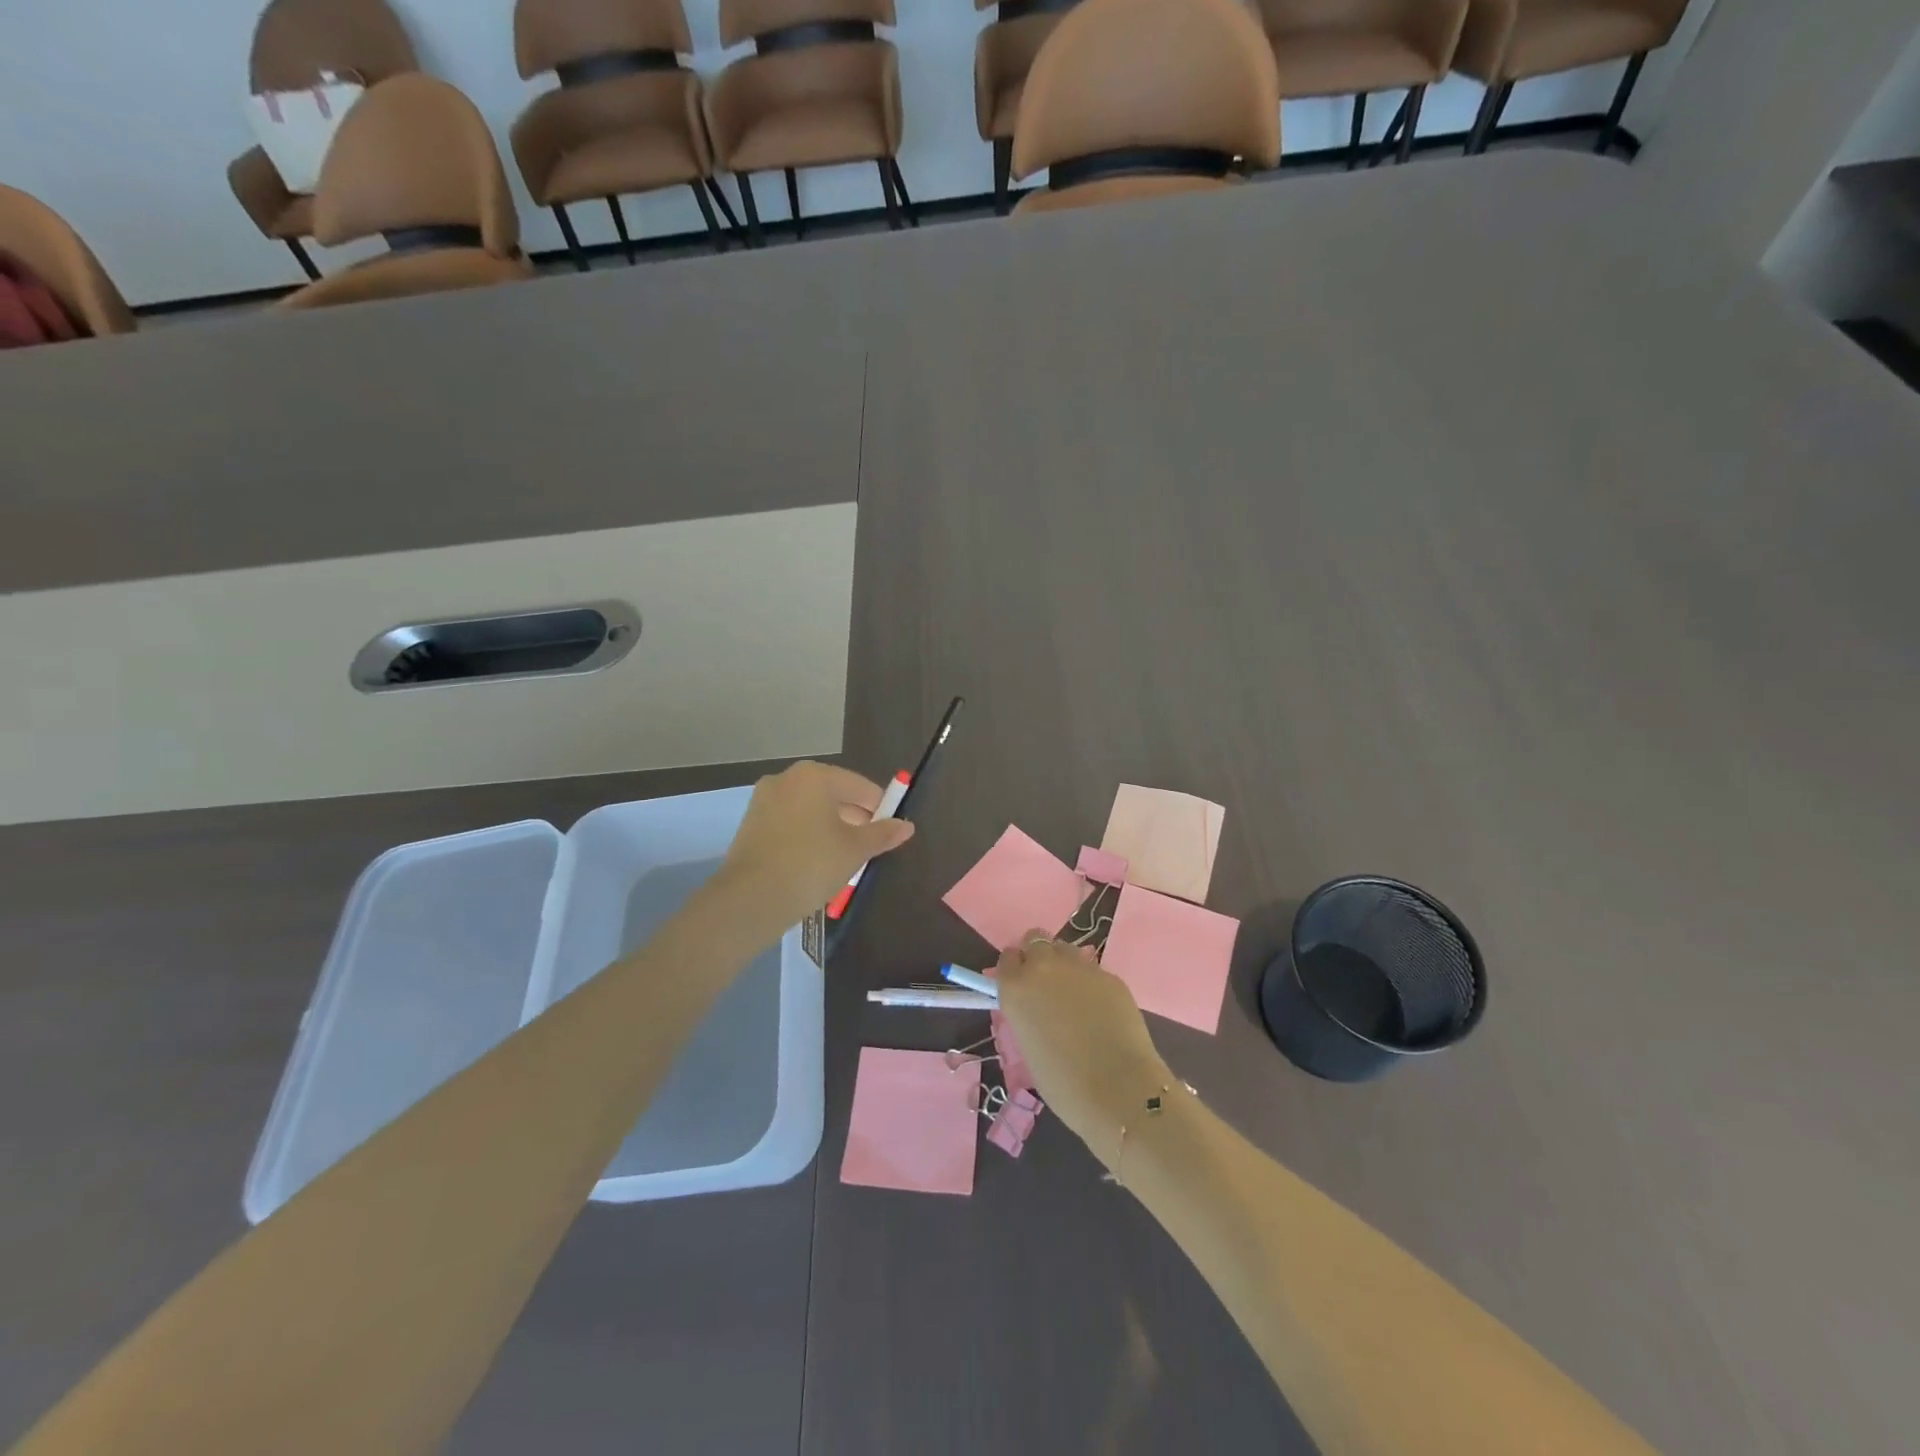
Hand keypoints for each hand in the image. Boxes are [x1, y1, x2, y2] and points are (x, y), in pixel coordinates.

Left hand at [716, 761, 914, 930]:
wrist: (751, 899)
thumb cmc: (811, 865)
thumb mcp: (855, 850)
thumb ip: (883, 834)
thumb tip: (907, 826)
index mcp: (815, 776)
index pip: (861, 787)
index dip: (881, 809)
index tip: (890, 833)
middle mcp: (787, 778)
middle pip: (834, 794)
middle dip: (854, 818)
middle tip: (869, 848)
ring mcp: (764, 800)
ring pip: (810, 809)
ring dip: (831, 827)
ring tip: (844, 858)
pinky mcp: (751, 823)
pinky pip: (790, 822)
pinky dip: (807, 835)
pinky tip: (816, 861)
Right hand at [995, 934, 1173, 1171]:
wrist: (1117, 1088)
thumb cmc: (1062, 1082)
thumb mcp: (1028, 1045)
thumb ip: (1027, 1013)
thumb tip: (1036, 1006)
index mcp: (1016, 987)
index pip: (1007, 958)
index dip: (1014, 969)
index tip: (1021, 985)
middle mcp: (1044, 967)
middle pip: (1035, 940)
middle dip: (1038, 956)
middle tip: (1046, 984)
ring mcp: (1080, 967)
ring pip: (1065, 949)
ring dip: (1064, 964)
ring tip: (1074, 995)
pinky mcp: (1109, 975)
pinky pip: (1093, 970)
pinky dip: (1091, 983)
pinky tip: (1100, 1010)